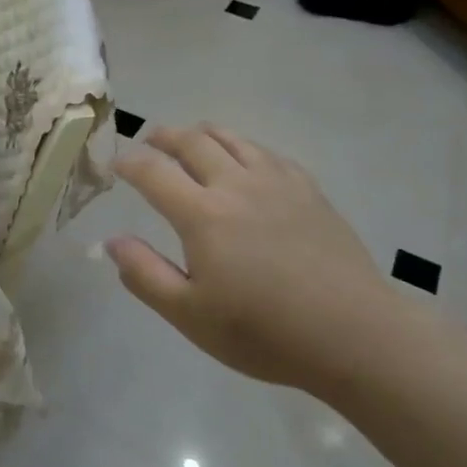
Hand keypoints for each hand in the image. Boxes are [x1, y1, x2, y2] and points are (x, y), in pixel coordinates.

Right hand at [105, 125, 395, 392]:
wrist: (354, 334)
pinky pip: (267, 152)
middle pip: (193, 142)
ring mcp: (277, 182)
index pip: (154, 172)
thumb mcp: (191, 315)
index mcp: (202, 214)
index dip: (130, 164)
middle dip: (164, 136)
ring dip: (203, 132)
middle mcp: (236, 184)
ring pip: (232, 138)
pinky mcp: (308, 190)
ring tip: (191, 137)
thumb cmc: (265, 332)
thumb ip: (145, 275)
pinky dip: (244, 147)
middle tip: (150, 139)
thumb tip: (112, 241)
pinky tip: (246, 160)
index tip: (118, 164)